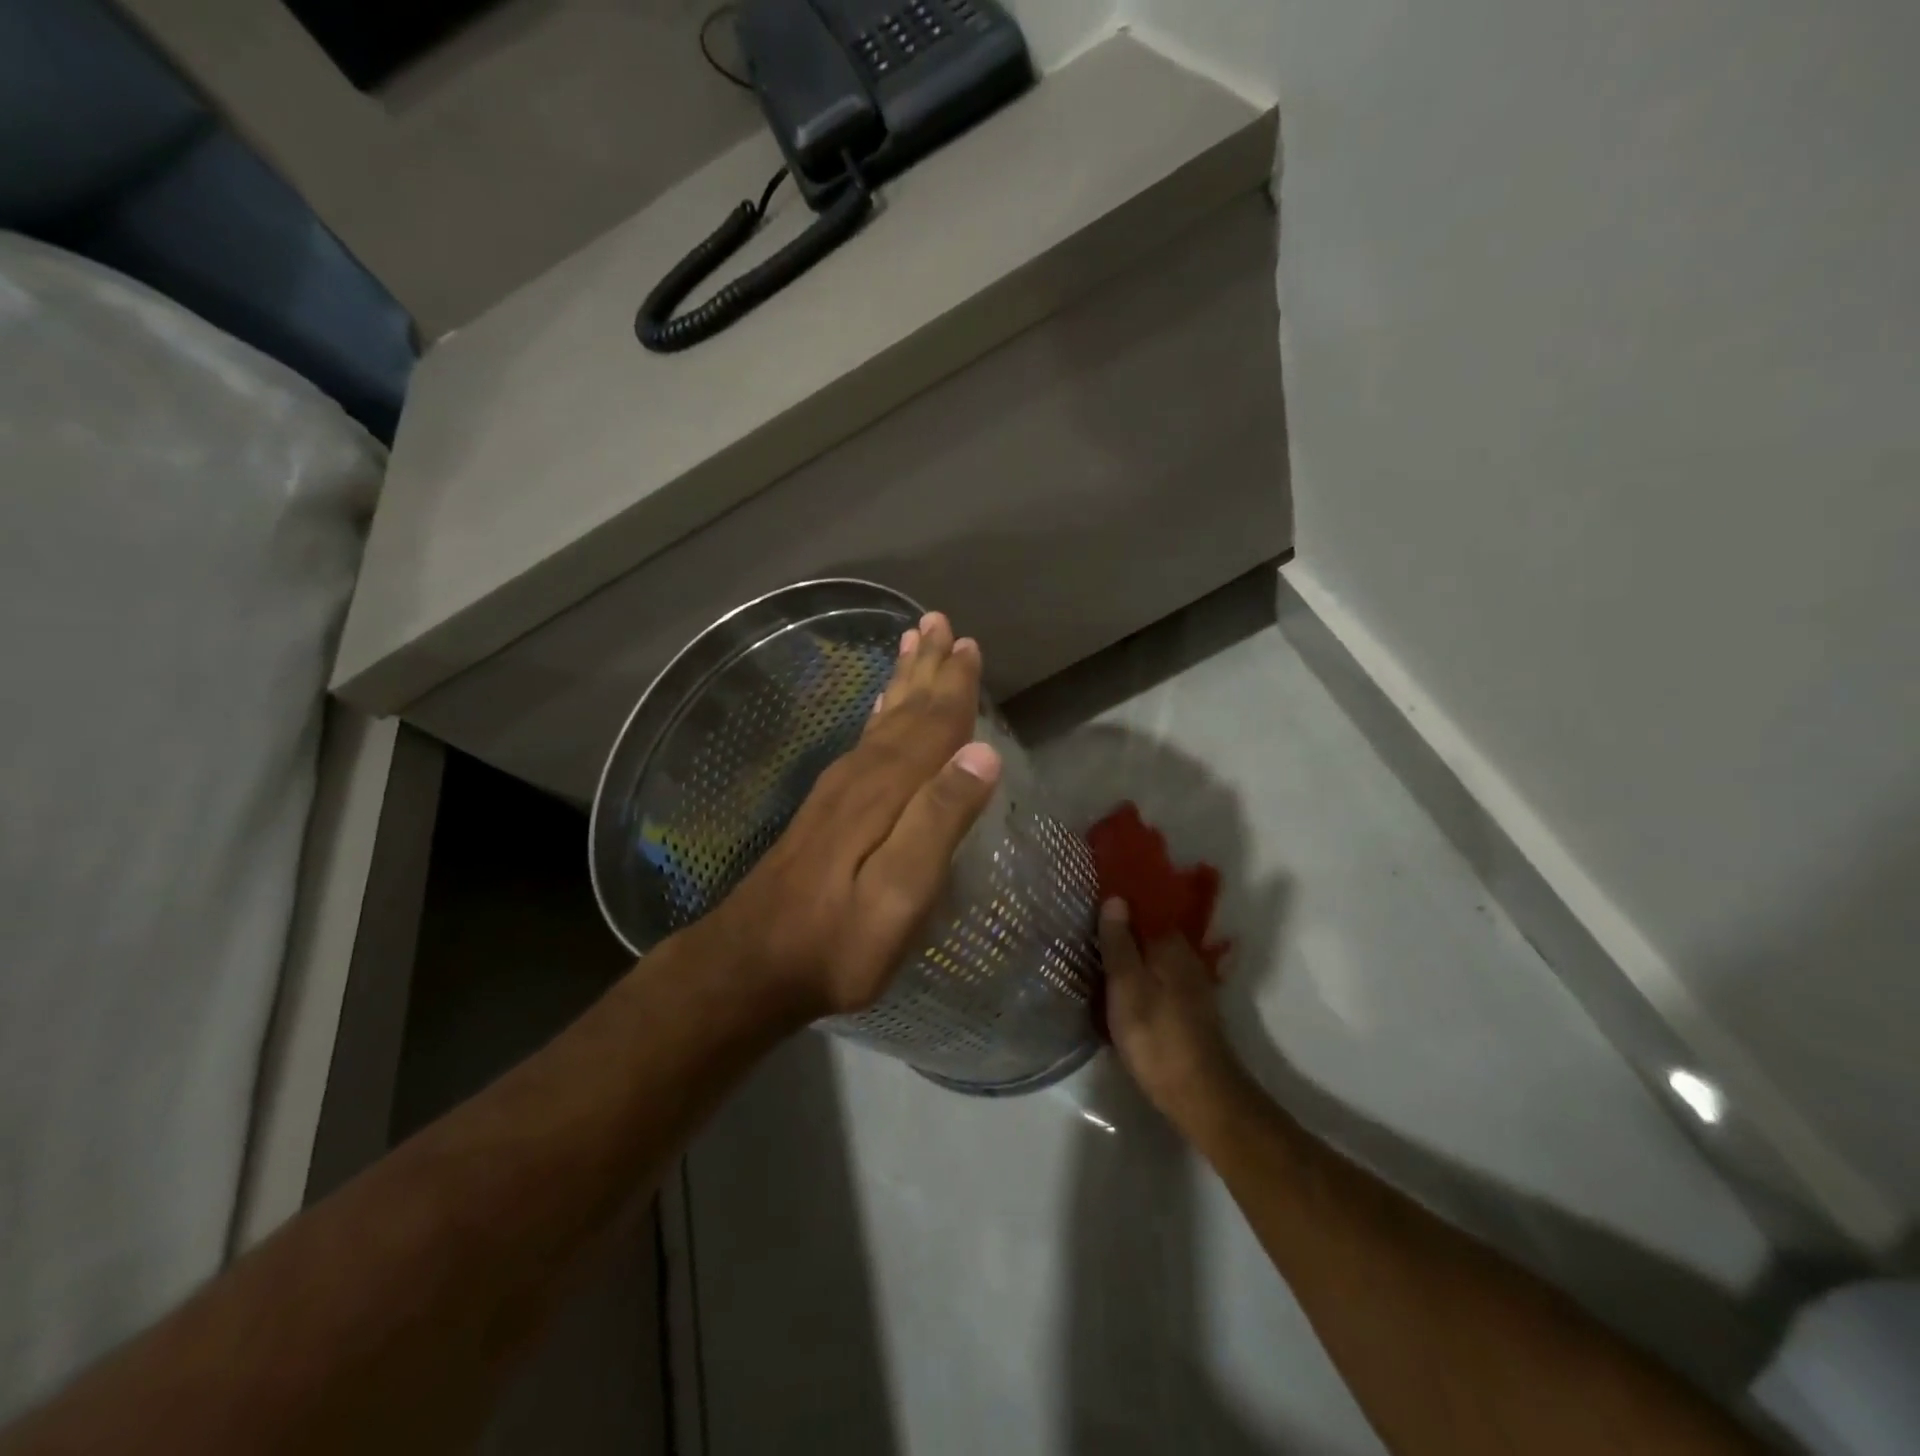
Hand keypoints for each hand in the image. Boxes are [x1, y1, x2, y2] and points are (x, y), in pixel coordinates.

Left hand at [702, 611, 1001, 1022]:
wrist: (753, 964)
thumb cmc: (837, 941)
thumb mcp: (900, 895)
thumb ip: (939, 822)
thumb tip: (983, 753)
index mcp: (886, 791)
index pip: (932, 725)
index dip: (954, 686)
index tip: (969, 645)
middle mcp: (861, 776)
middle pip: (904, 711)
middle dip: (927, 669)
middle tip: (940, 623)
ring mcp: (839, 790)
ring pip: (882, 721)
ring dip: (902, 683)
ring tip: (913, 646)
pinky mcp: (828, 809)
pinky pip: (864, 742)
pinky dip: (880, 716)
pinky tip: (881, 711)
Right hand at [1100, 898, 1254, 1135]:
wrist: (1199, 1094)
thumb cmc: (1156, 1035)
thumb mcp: (1126, 985)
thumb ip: (1119, 942)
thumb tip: (1116, 898)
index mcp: (1170, 944)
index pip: (1142, 909)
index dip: (1116, 907)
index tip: (1087, 906)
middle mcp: (1185, 957)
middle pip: (1146, 935)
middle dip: (1120, 934)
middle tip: (1083, 935)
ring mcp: (1189, 985)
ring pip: (1151, 960)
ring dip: (1128, 959)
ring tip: (1095, 961)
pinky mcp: (1187, 1010)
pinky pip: (1155, 981)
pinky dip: (1137, 981)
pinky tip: (1118, 991)